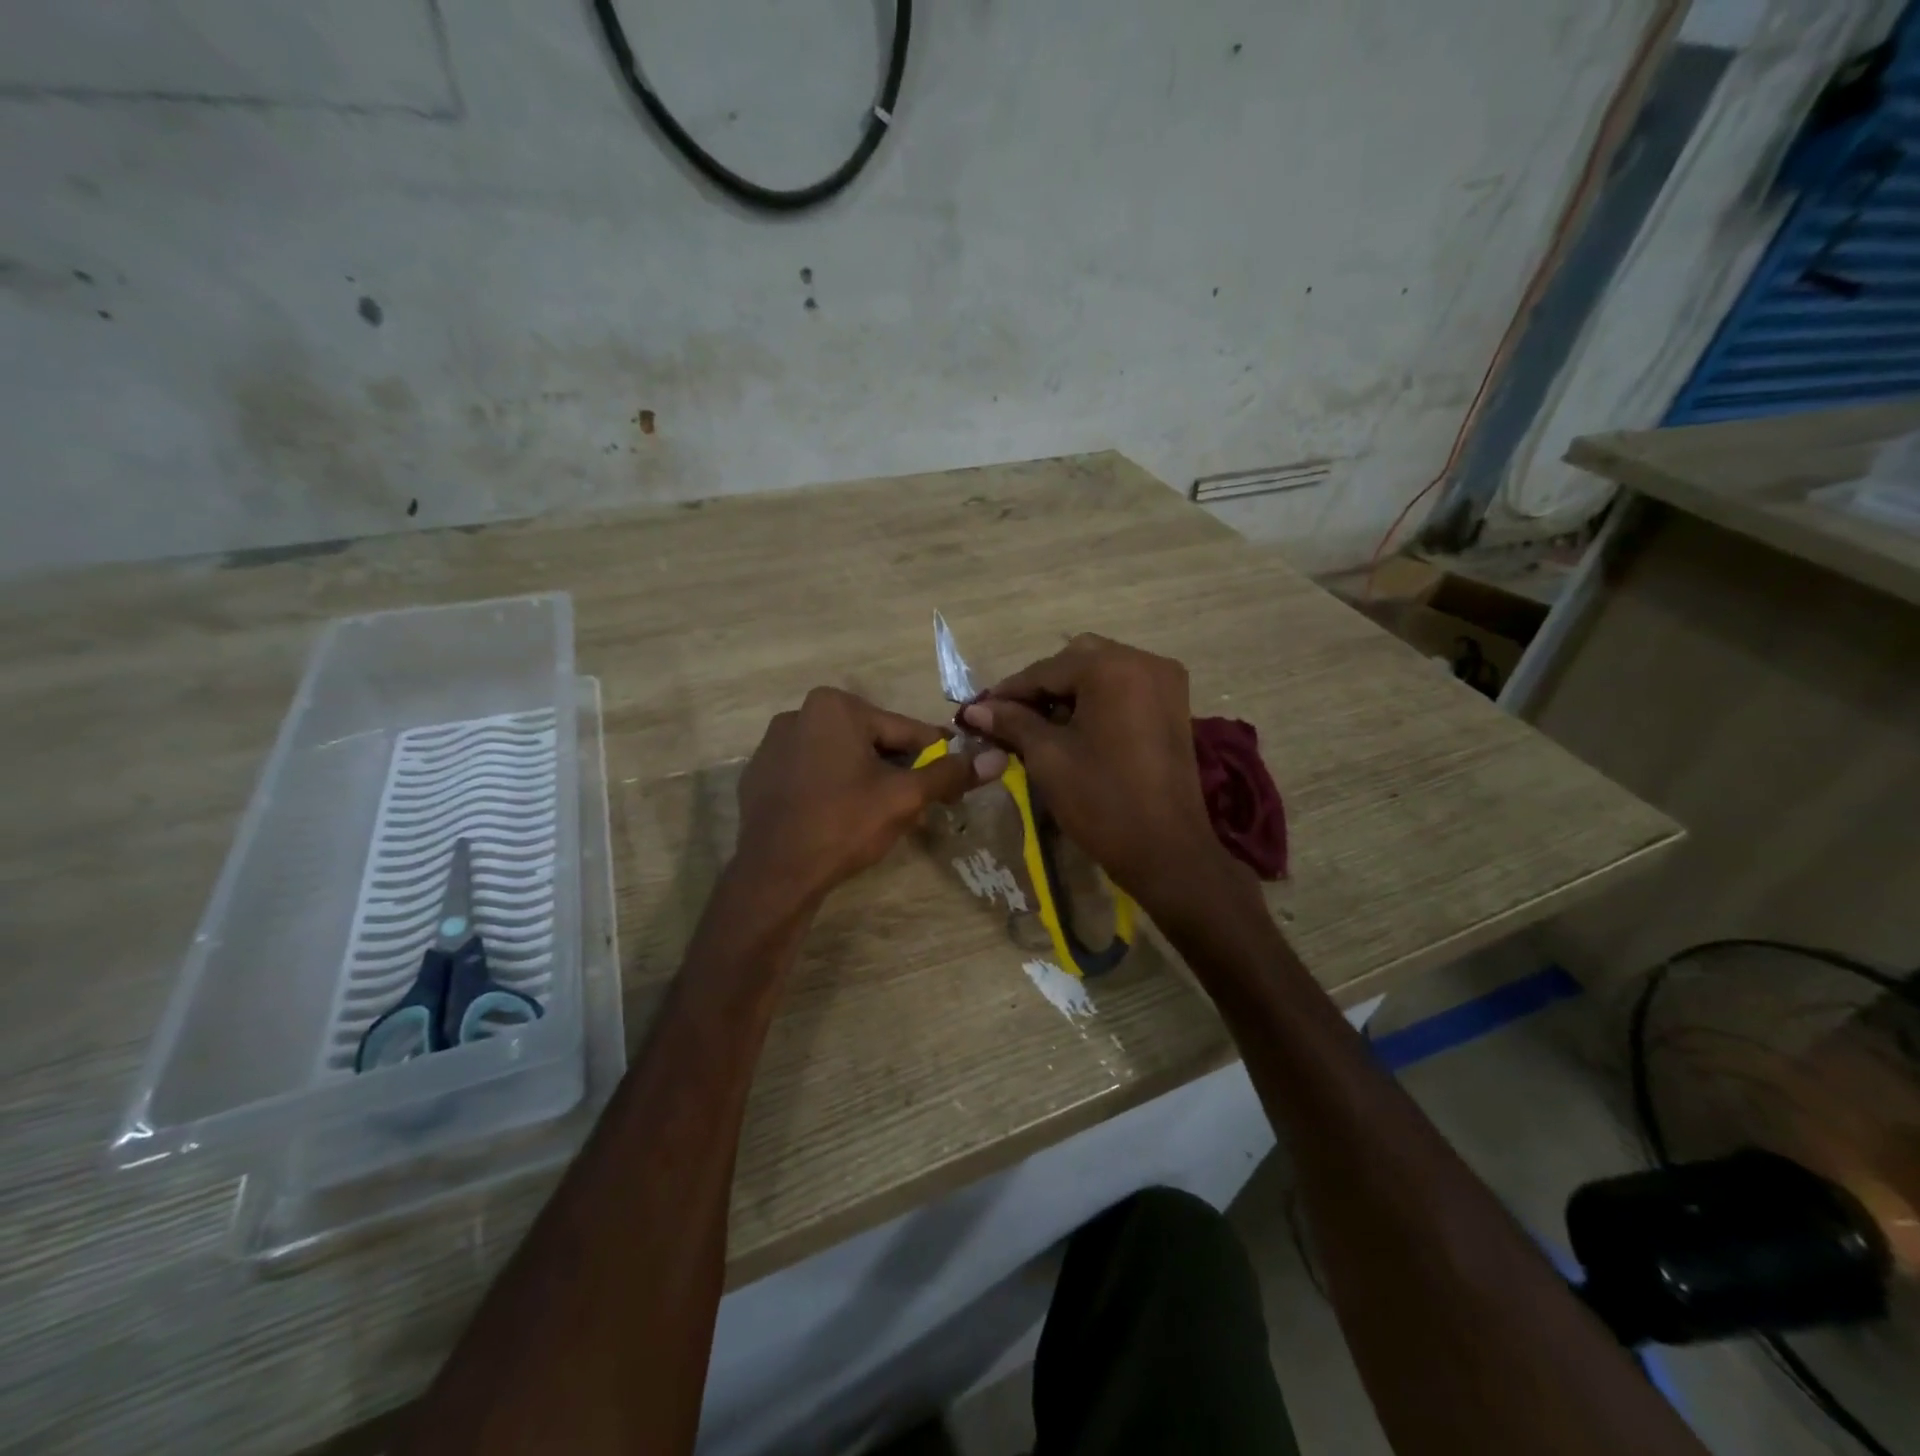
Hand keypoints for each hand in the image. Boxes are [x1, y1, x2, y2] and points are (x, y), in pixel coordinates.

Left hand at [733, 687, 1006, 911]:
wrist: (775, 874)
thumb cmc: (844, 823)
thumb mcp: (905, 798)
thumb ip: (950, 774)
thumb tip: (998, 758)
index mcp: (836, 706)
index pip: (904, 731)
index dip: (935, 759)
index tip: (952, 784)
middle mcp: (799, 713)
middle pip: (871, 742)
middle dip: (898, 772)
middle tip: (918, 807)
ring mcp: (772, 745)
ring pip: (840, 759)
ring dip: (866, 781)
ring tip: (882, 818)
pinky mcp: (758, 776)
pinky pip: (810, 775)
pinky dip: (831, 790)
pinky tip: (840, 820)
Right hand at [960, 635, 1238, 912]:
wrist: (1166, 850)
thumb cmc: (1101, 801)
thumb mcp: (1048, 758)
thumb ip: (1012, 722)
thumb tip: (976, 709)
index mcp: (1112, 668)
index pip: (1046, 669)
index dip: (1008, 691)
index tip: (976, 710)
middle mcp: (1144, 661)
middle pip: (1077, 659)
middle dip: (1041, 686)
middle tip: (1010, 717)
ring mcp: (1165, 681)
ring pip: (1102, 671)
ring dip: (1068, 691)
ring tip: (1038, 725)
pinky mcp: (1173, 705)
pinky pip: (1125, 687)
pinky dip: (1096, 699)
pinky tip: (1074, 727)